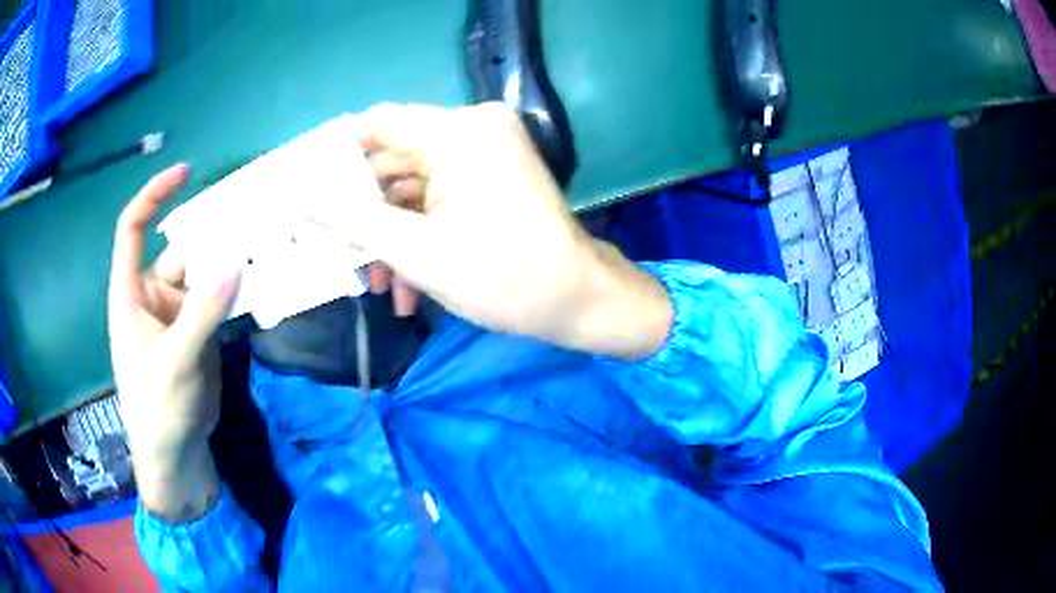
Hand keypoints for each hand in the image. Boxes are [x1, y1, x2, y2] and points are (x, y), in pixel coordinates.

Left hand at [108, 164, 238, 520]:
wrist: (175, 453)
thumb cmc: (157, 407)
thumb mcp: (175, 362)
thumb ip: (202, 314)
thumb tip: (235, 263)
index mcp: (131, 293)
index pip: (133, 230)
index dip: (153, 196)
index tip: (185, 173)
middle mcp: (153, 294)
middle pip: (180, 249)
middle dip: (210, 233)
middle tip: (251, 215)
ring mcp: (178, 312)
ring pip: (204, 274)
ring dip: (229, 262)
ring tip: (264, 243)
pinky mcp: (200, 330)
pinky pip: (219, 300)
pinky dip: (237, 289)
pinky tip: (261, 279)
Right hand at [322, 103, 671, 358]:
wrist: (579, 303)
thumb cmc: (504, 278)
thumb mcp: (416, 252)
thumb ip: (351, 221)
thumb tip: (295, 200)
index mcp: (458, 132)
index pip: (376, 124)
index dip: (333, 154)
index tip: (302, 188)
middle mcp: (473, 130)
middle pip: (392, 160)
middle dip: (362, 213)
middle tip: (333, 249)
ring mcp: (486, 155)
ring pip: (413, 187)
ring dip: (390, 236)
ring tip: (375, 286)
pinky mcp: (492, 179)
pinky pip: (439, 199)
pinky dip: (419, 236)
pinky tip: (405, 286)